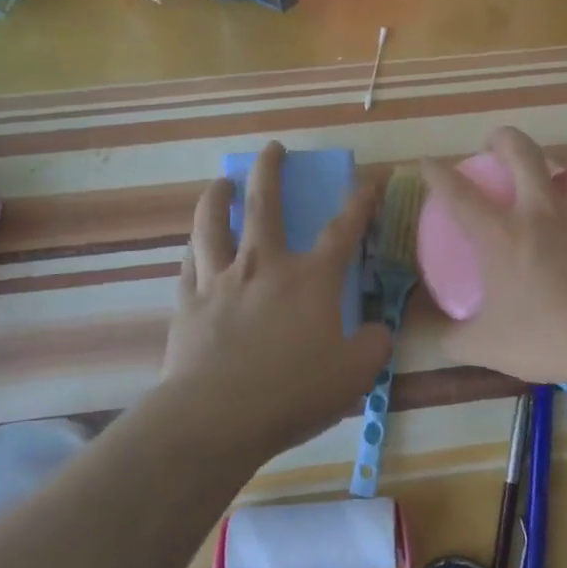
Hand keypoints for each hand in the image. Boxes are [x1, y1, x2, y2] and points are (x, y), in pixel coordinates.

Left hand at [162, 142, 391, 457]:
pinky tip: (194, 244)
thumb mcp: (354, 374)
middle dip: (270, 170)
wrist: (215, 418)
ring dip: (218, 197)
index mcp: (311, 278)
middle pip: (264, 204)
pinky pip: (189, 262)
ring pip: (213, 224)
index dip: (361, 200)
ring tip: (221, 183)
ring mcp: (221, 280)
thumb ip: (373, 346)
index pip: (343, 228)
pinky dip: (194, 247)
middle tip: (272, 149)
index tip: (371, 176)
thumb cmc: (292, 392)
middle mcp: (264, 265)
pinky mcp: (189, 303)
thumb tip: (377, 331)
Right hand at [418, 128, 566, 390]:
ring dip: (565, 156)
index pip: (459, 192)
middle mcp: (542, 211)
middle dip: (503, 138)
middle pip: (521, 151)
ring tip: (557, 166)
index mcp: (502, 234)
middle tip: (496, 145)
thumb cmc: (546, 339)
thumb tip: (441, 338)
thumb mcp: (486, 347)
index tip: (427, 163)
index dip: (438, 173)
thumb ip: (455, 339)